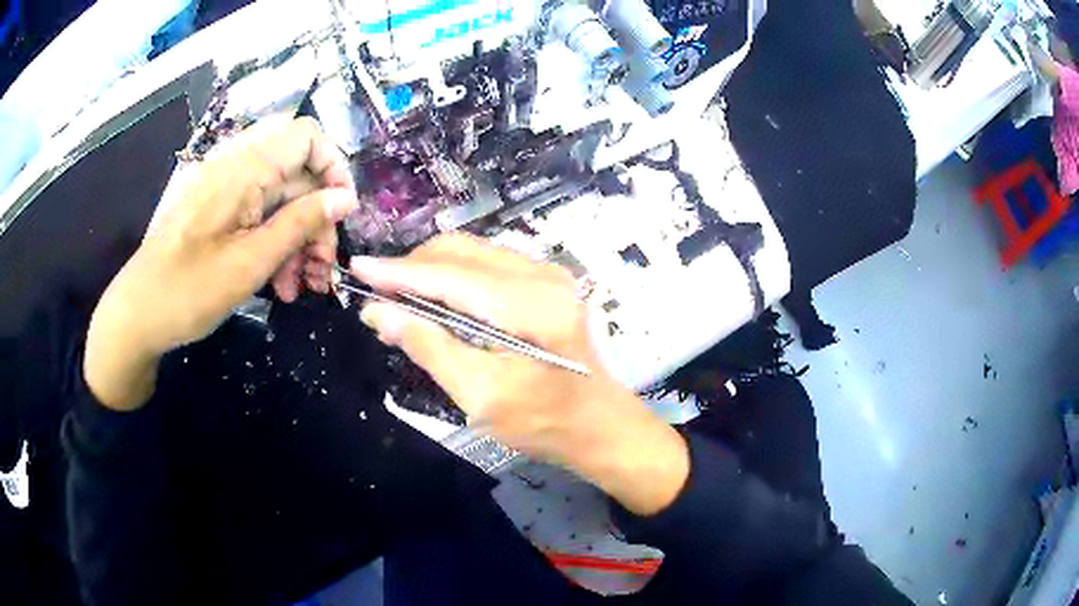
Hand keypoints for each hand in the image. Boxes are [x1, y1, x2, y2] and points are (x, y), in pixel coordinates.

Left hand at [85, 117, 357, 410]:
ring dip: (297, 239)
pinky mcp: (216, 210)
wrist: (138, 314)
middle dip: (316, 217)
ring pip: (279, 199)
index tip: (342, 213)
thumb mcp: (250, 263)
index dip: (333, 166)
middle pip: (295, 174)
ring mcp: (223, 190)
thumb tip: (345, 198)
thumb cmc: (188, 291)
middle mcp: (235, 167)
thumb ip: (300, 223)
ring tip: (300, 287)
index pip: (306, 136)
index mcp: (243, 169)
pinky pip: (257, 214)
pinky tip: (278, 282)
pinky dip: (273, 243)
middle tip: (324, 269)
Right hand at [351, 234, 688, 514]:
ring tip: (400, 301)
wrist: (600, 427)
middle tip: (378, 295)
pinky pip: (489, 265)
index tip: (358, 268)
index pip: (448, 275)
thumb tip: (378, 313)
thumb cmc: (544, 422)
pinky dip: (456, 278)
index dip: (398, 271)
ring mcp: (549, 276)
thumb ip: (429, 347)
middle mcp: (541, 275)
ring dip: (432, 271)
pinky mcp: (548, 285)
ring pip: (474, 254)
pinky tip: (437, 301)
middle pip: (461, 251)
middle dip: (413, 267)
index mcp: (528, 303)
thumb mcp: (480, 395)